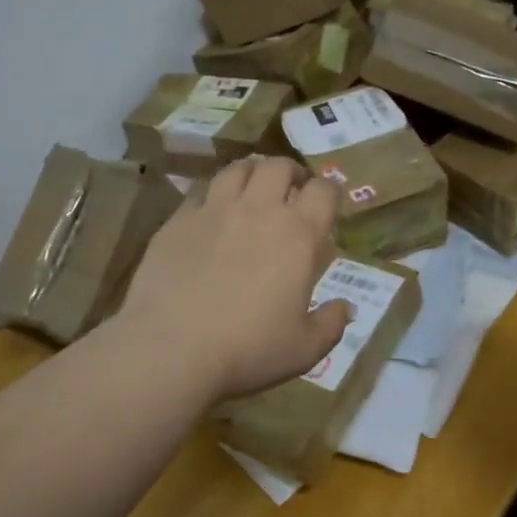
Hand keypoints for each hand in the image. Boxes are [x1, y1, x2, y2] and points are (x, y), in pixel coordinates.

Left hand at [116, 155, 351, 403]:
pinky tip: (211, 213)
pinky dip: (213, 195)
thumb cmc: (247, 350)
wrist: (170, 348)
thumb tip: (346, 308)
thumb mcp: (304, 349)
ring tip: (252, 188)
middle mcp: (258, 210)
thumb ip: (330, 324)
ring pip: (237, 168)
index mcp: (297, 235)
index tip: (326, 204)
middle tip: (290, 190)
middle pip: (278, 166)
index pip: (323, 191)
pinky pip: (200, 192)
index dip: (329, 192)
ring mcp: (214, 210)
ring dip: (251, 172)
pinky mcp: (178, 219)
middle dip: (290, 172)